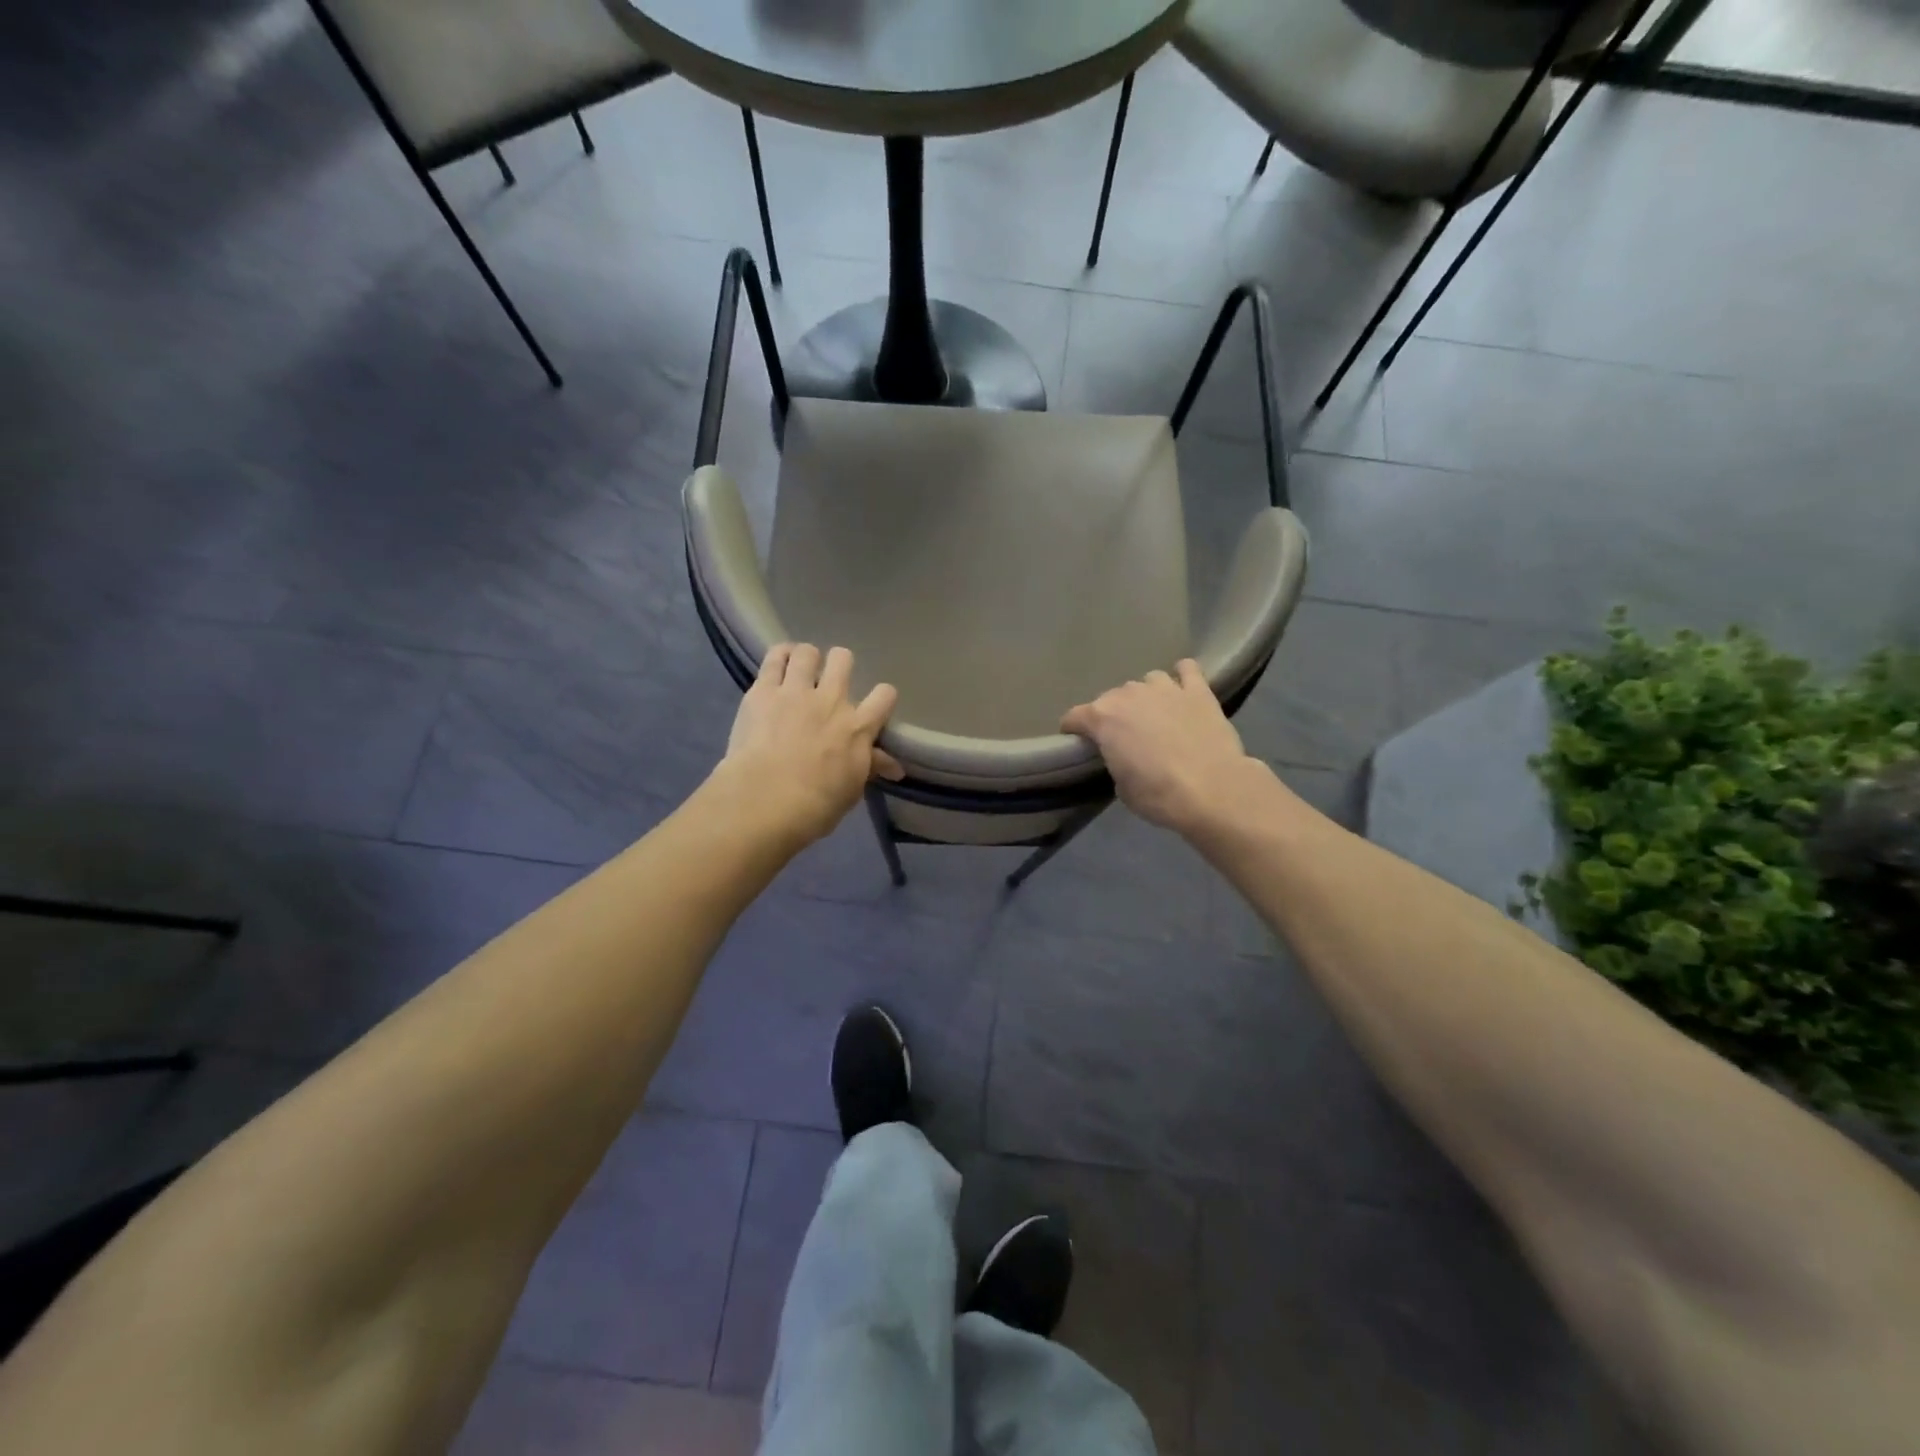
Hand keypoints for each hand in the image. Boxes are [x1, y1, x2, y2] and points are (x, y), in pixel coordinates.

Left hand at [717, 643, 902, 845]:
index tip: (874, 706)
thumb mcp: (851, 790)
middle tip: (829, 682)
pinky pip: (774, 658)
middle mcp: (832, 700)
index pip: (884, 696)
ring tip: (800, 670)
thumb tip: (895, 767)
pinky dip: (780, 656)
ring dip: (806, 659)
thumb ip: (869, 767)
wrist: (766, 800)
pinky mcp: (763, 691)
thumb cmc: (816, 805)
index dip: (881, 697)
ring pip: (808, 652)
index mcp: (858, 727)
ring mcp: (796, 691)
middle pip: (843, 659)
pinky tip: (779, 663)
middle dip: (839, 666)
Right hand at [1061, 659, 1263, 833]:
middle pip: (1111, 698)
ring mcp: (1165, 688)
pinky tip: (1183, 688)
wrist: (1212, 790)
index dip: (1073, 731)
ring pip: (1147, 681)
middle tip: (1123, 738)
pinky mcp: (1198, 691)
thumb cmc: (1158, 795)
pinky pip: (1187, 670)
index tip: (1079, 744)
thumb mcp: (1122, 787)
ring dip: (1146, 696)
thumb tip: (1123, 756)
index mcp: (1102, 718)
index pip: (1074, 717)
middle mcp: (1129, 695)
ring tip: (1155, 715)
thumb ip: (1115, 761)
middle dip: (1112, 715)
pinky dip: (1182, 676)